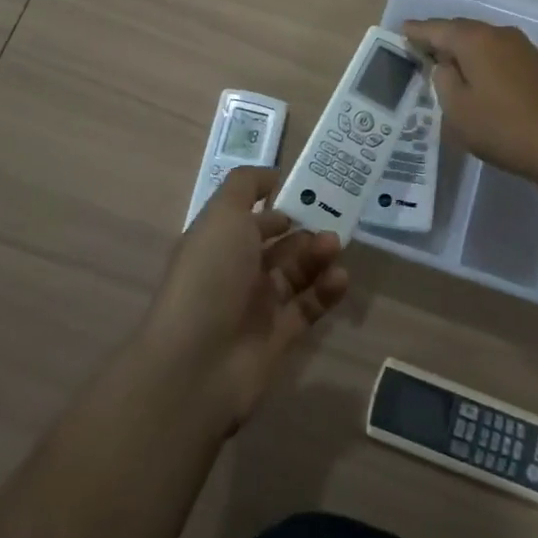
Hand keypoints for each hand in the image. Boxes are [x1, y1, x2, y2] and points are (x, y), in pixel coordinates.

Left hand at [143, 166, 348, 431]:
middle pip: (279, 243)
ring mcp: (257, 305)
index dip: (277, 202)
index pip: (251, 215)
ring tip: (335, 248)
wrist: (197, 362)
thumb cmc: (210, 275)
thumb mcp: (223, 213)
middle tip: (331, 221)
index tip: (310, 190)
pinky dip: (326, 291)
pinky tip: (340, 278)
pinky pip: (308, 307)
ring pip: (296, 272)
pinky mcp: (279, 337)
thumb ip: (246, 186)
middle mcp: (237, 269)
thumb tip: (272, 176)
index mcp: (219, 239)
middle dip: (305, 229)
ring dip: (317, 256)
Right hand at [404, 18, 537, 199]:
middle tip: (417, 50)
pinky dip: (481, 60)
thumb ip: (443, 80)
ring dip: (461, 50)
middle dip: (438, 38)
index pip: (435, 28)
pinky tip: (476, 77)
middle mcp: (499, 34)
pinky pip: (497, 53)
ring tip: (443, 66)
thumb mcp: (458, 110)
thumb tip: (445, 64)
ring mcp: (522, 47)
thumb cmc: (504, 129)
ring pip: (481, 41)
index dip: (415, 32)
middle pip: (460, 29)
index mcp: (474, 40)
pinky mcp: (537, 64)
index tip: (399, 33)